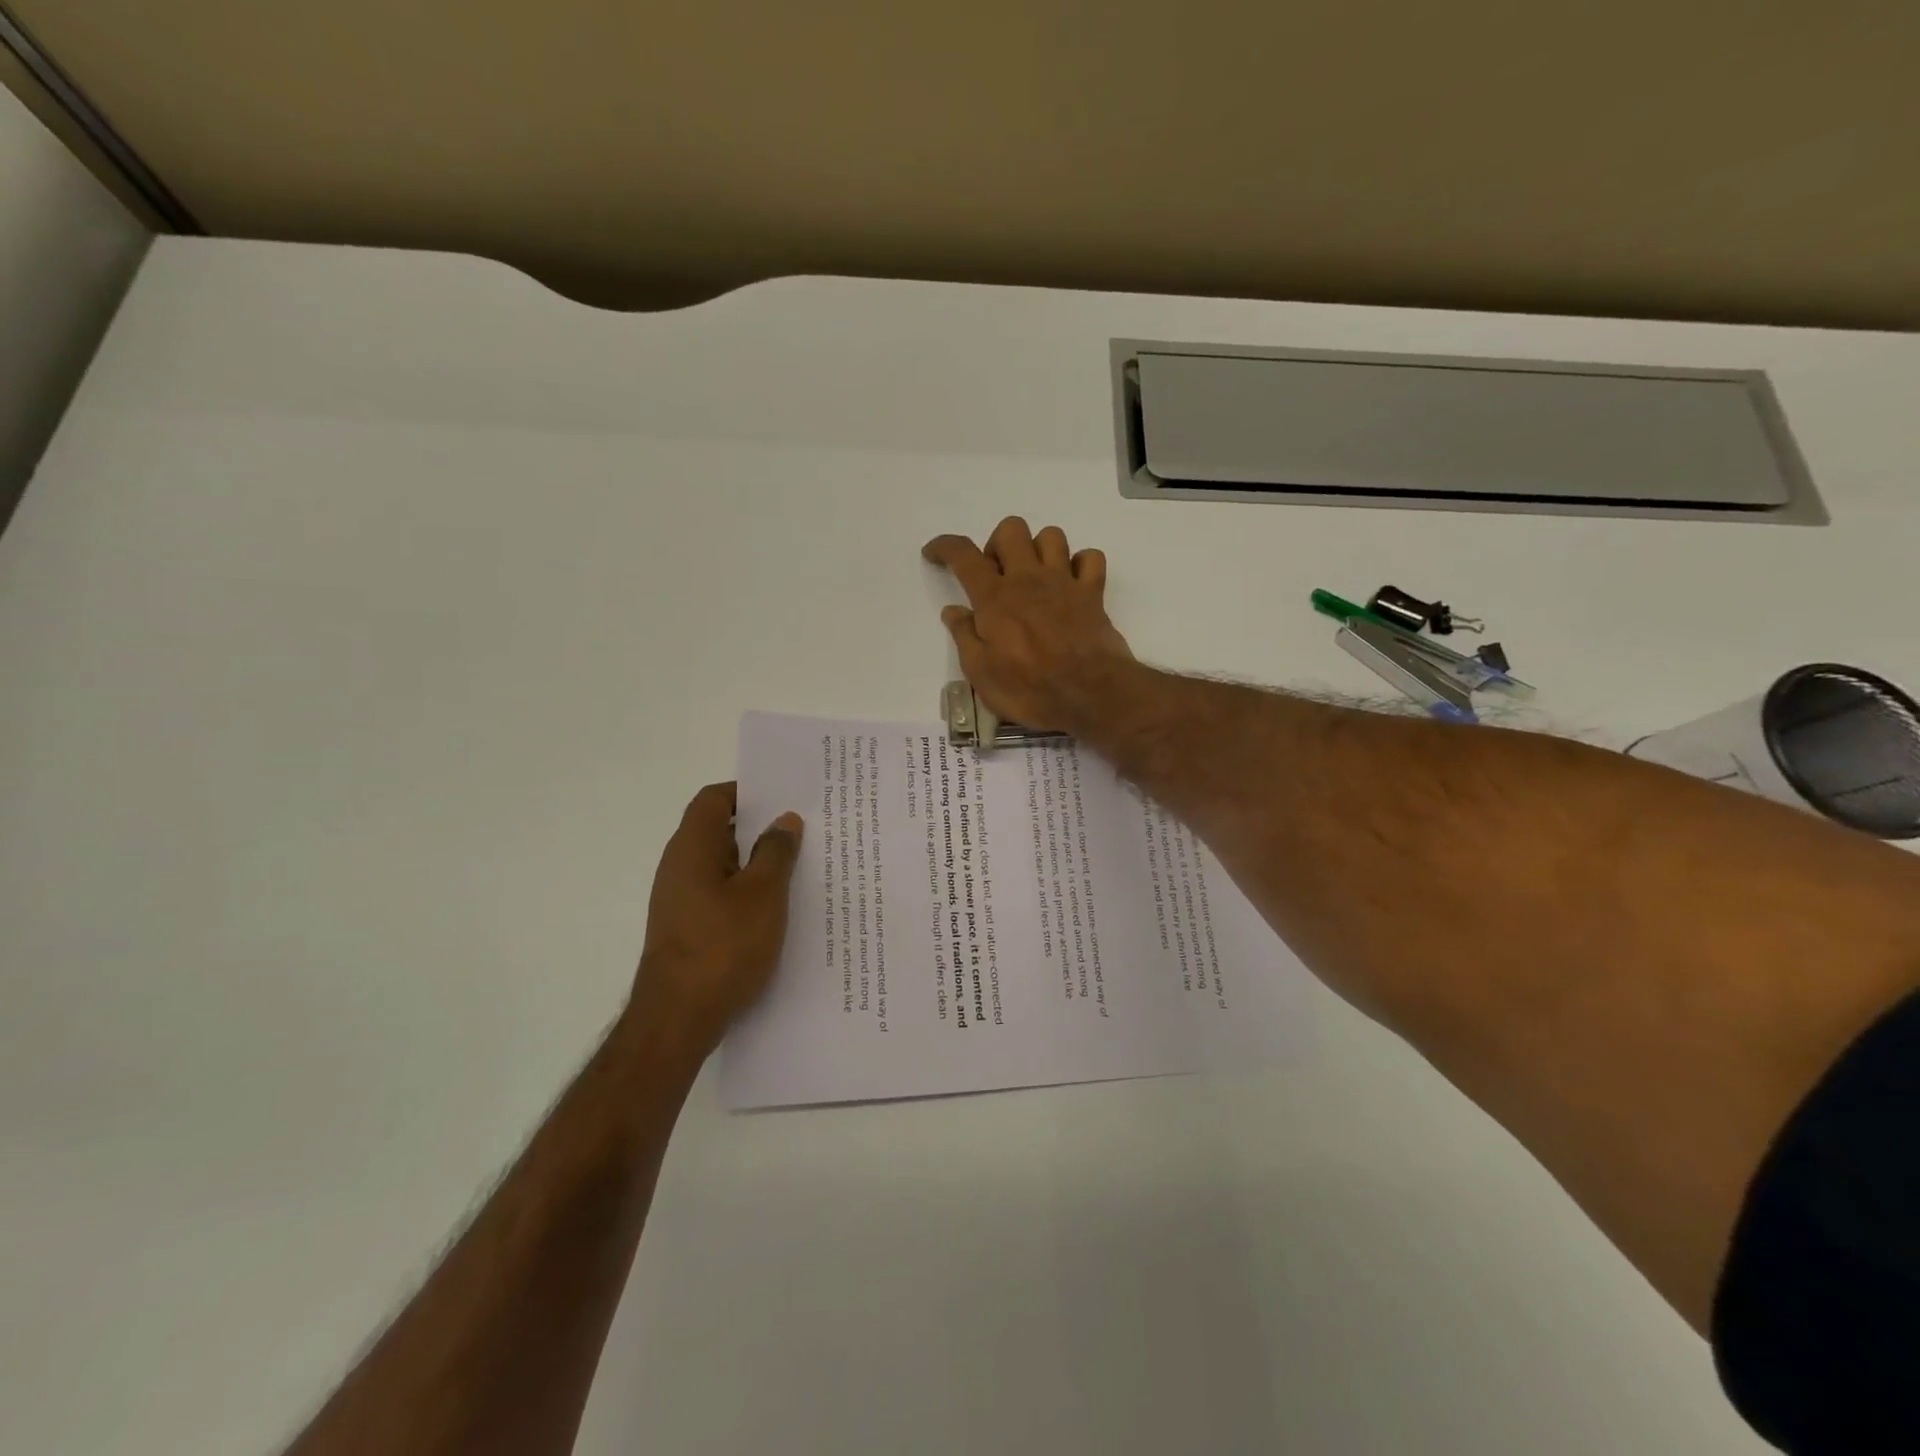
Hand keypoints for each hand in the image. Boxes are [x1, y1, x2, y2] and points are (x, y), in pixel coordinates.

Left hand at [629, 782, 802, 1055]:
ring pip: (722, 866)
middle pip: (718, 830)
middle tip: (803, 831)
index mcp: (692, 848)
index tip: (784, 798)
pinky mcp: (687, 929)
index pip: (714, 799)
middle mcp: (679, 867)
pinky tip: (777, 910)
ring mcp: (680, 901)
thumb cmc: (723, 946)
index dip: (747, 792)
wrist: (678, 1019)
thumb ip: (776, 852)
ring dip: (755, 864)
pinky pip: (719, 895)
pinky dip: (746, 892)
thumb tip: (784, 820)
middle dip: (759, 829)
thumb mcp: (763, 894)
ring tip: (799, 869)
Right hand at [922, 516, 1133, 732]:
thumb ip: (964, 636)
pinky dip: (1079, 564)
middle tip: (995, 577)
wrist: (1090, 696)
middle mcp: (1029, 579)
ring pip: (1051, 536)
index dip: (944, 546)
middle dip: (997, 544)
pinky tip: (1070, 583)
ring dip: (1037, 549)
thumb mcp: (981, 673)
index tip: (934, 553)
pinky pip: (1090, 558)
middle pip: (1011, 530)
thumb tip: (953, 610)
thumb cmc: (1029, 690)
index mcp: (995, 598)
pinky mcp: (1093, 594)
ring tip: (1033, 578)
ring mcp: (1064, 582)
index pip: (964, 555)